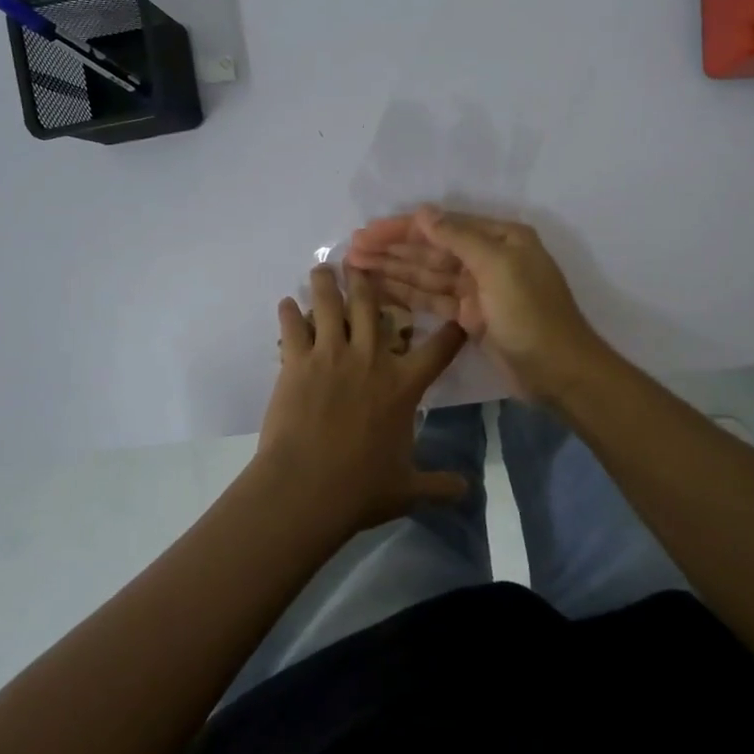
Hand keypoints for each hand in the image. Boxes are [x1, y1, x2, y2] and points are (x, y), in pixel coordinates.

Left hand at [254, 264, 469, 534]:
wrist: (306, 488)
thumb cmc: (360, 488)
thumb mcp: (408, 489)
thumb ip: (439, 485)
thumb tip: (468, 491)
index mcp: (403, 385)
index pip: (439, 349)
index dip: (452, 330)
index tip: (458, 314)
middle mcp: (370, 359)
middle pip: (371, 306)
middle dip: (369, 281)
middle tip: (363, 262)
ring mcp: (331, 356)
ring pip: (329, 305)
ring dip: (326, 283)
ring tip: (323, 268)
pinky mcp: (297, 362)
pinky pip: (293, 328)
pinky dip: (289, 313)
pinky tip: (286, 303)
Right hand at [346, 206, 603, 399]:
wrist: (559, 372)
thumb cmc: (531, 314)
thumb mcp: (498, 267)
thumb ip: (458, 238)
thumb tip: (423, 213)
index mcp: (499, 238)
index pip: (441, 226)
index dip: (401, 229)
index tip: (366, 233)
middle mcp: (487, 257)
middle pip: (431, 250)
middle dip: (392, 249)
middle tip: (351, 250)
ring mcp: (477, 289)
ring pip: (427, 275)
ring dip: (394, 270)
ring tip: (356, 267)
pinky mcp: (470, 317)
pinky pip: (433, 299)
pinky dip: (408, 295)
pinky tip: (380, 290)